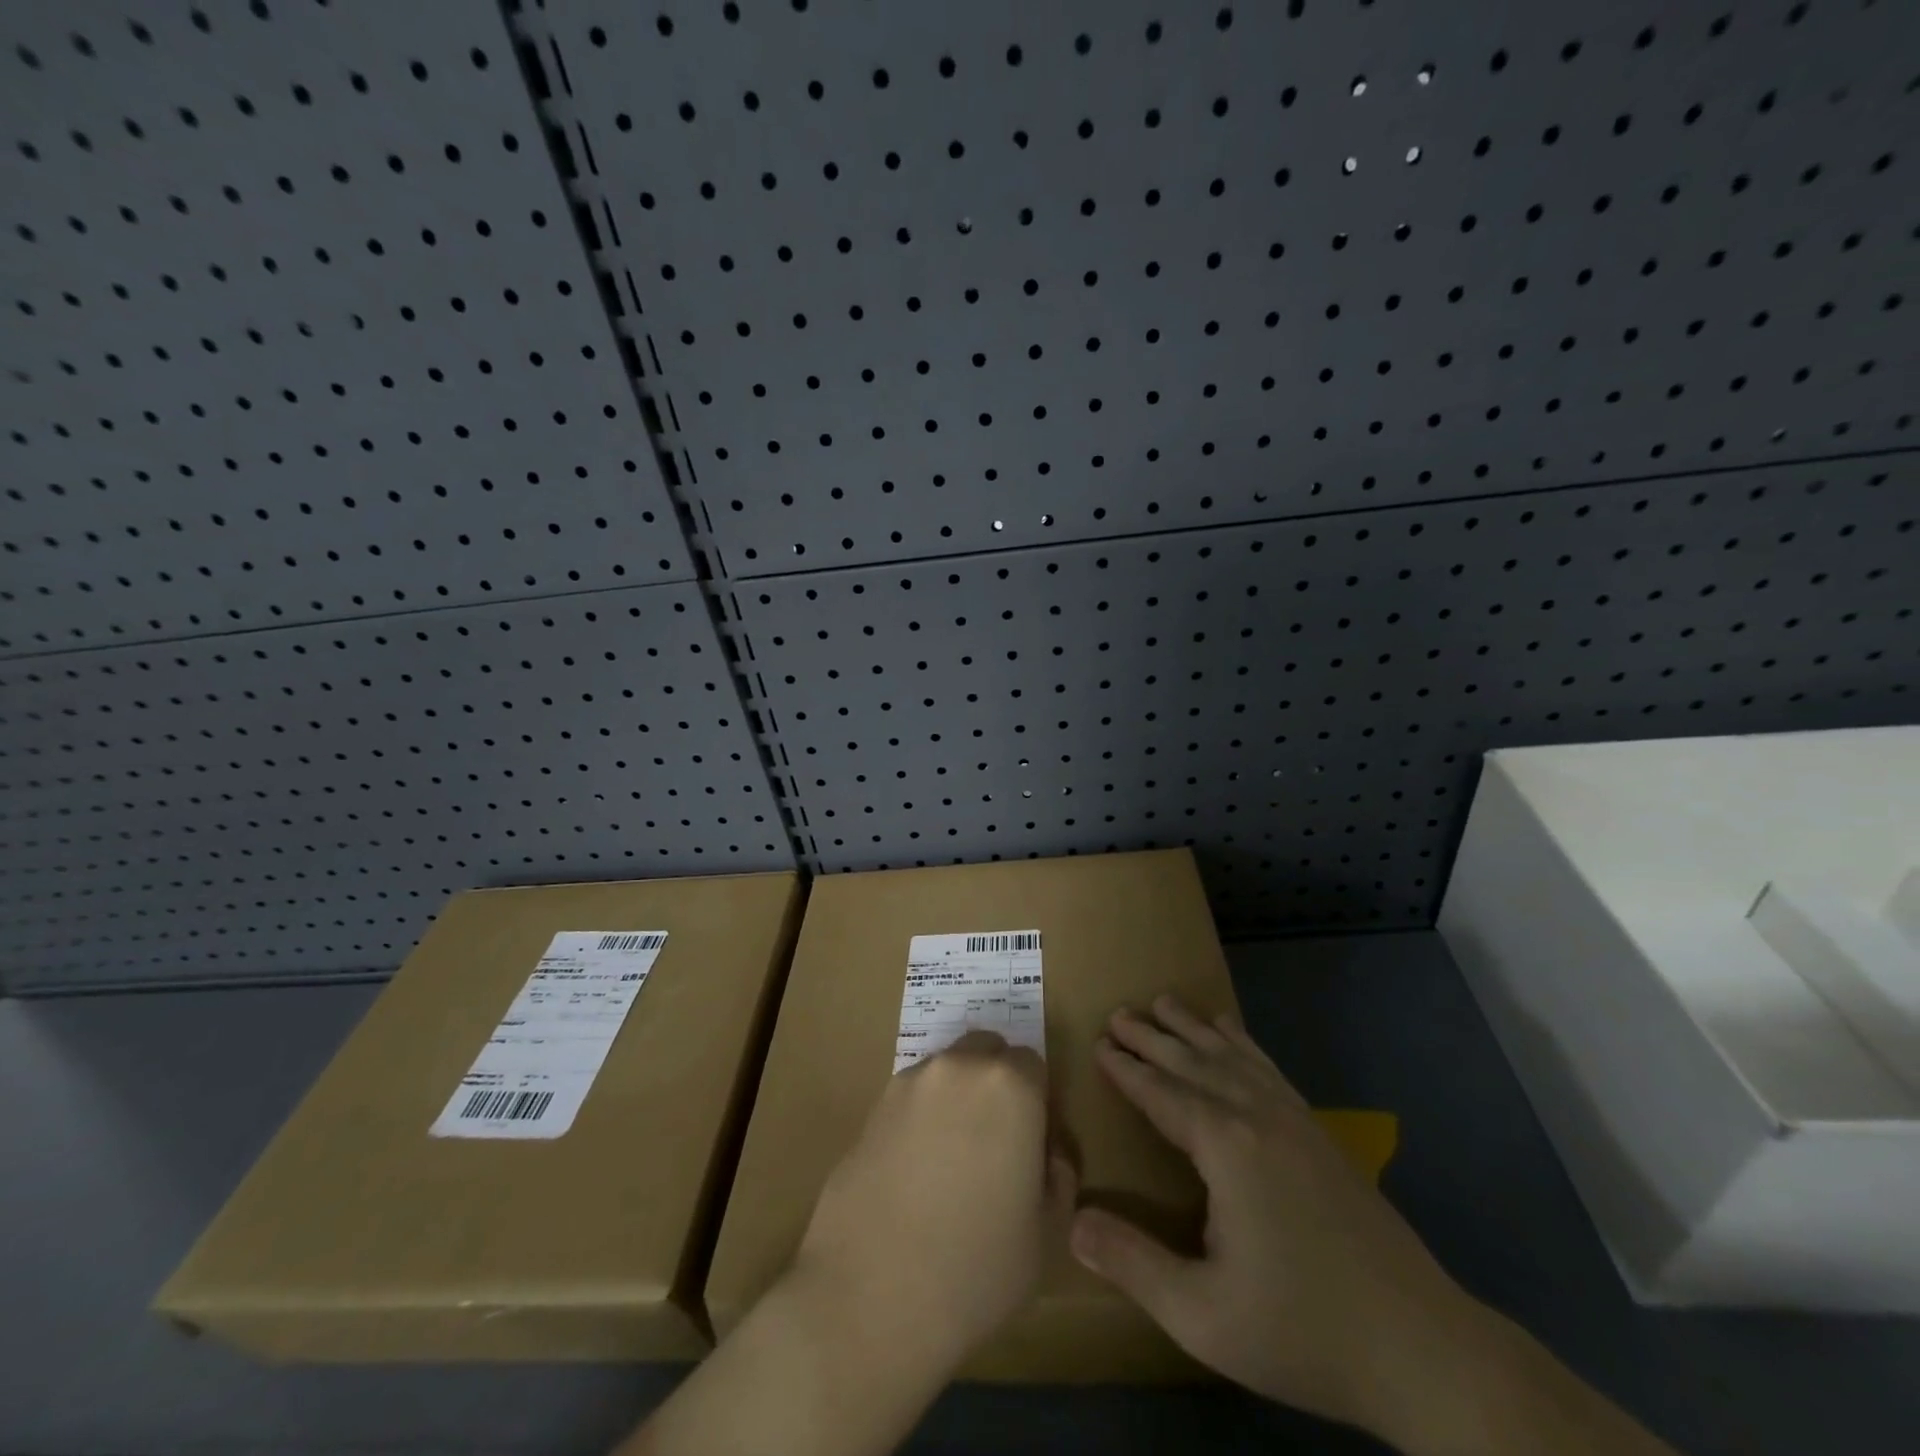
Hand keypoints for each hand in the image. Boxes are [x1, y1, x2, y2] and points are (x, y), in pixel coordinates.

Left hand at [791, 1030, 1077, 1374]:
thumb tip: (1046, 1153)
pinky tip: (915, 1172)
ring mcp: (909, 1083)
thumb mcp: (1046, 1232)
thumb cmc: (975, 1267)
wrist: (870, 1295)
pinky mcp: (872, 1108)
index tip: (1033, 1142)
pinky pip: (911, 1098)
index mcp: (1009, 1086)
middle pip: (986, 1053)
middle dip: (996, 1084)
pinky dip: (921, 1118)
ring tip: (951, 1161)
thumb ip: (1058, 1176)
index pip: (1033, 1064)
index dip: (1038, 1101)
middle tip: (995, 1143)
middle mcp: (958, 1068)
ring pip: (947, 1072)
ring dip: (956, 1098)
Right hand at [1068, 998, 1487, 1440]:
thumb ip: (1133, 1264)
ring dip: (1193, 1028)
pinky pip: (1268, 1068)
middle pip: (1193, 1063)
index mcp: (1226, 1148)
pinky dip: (1242, 1042)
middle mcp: (1257, 1117)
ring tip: (1165, 1002)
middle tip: (1119, 1012)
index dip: (1127, 1069)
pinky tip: (1233, 1032)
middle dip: (1152, 1036)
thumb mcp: (1203, 1315)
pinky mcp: (1319, 1133)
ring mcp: (1294, 1120)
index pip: (1162, 1094)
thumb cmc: (1302, 1330)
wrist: (1421, 1347)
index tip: (1099, 1042)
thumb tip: (1071, 1222)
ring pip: (1231, 1056)